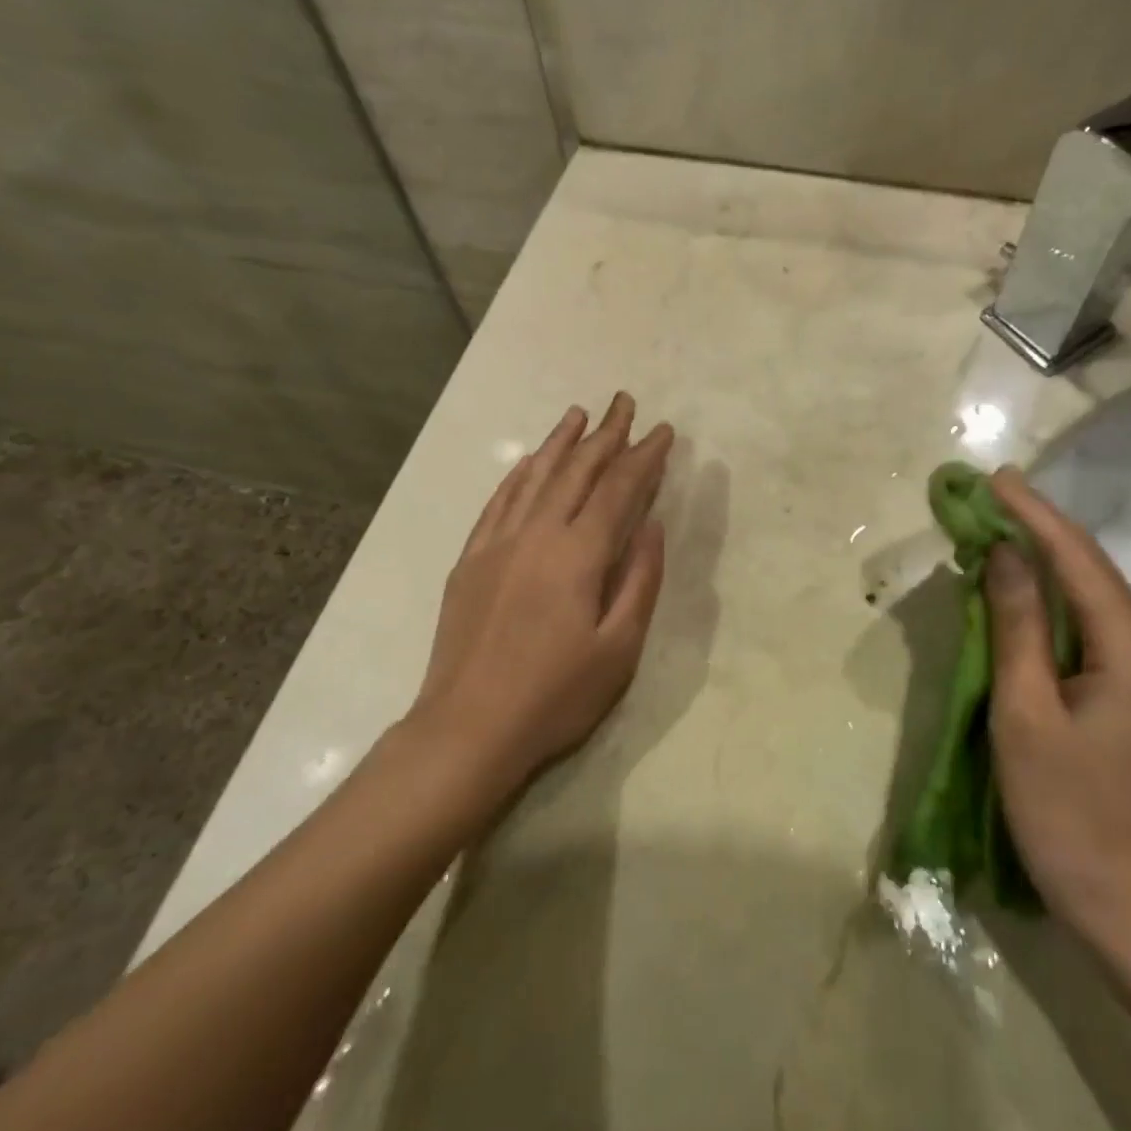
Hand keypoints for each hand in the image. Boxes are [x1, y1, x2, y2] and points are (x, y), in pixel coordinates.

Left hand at [404, 394, 673, 814]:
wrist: (468, 729)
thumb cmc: (555, 695)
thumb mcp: (619, 648)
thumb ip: (640, 579)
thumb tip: (652, 525)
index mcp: (578, 554)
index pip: (618, 489)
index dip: (643, 456)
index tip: (663, 430)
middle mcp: (537, 534)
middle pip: (577, 471)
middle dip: (605, 433)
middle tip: (624, 401)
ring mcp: (498, 544)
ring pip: (535, 477)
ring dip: (560, 442)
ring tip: (578, 413)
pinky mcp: (471, 560)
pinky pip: (498, 502)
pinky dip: (518, 475)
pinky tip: (529, 461)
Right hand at [982, 467, 1130, 934]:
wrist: (1129, 905)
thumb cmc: (1067, 810)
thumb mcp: (1026, 712)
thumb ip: (1016, 625)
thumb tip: (1005, 553)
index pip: (1079, 563)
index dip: (1034, 516)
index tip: (995, 478)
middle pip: (1093, 573)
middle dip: (1041, 529)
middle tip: (992, 493)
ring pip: (1093, 599)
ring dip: (1046, 562)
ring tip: (1001, 525)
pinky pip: (1092, 629)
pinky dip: (1054, 601)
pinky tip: (1025, 588)